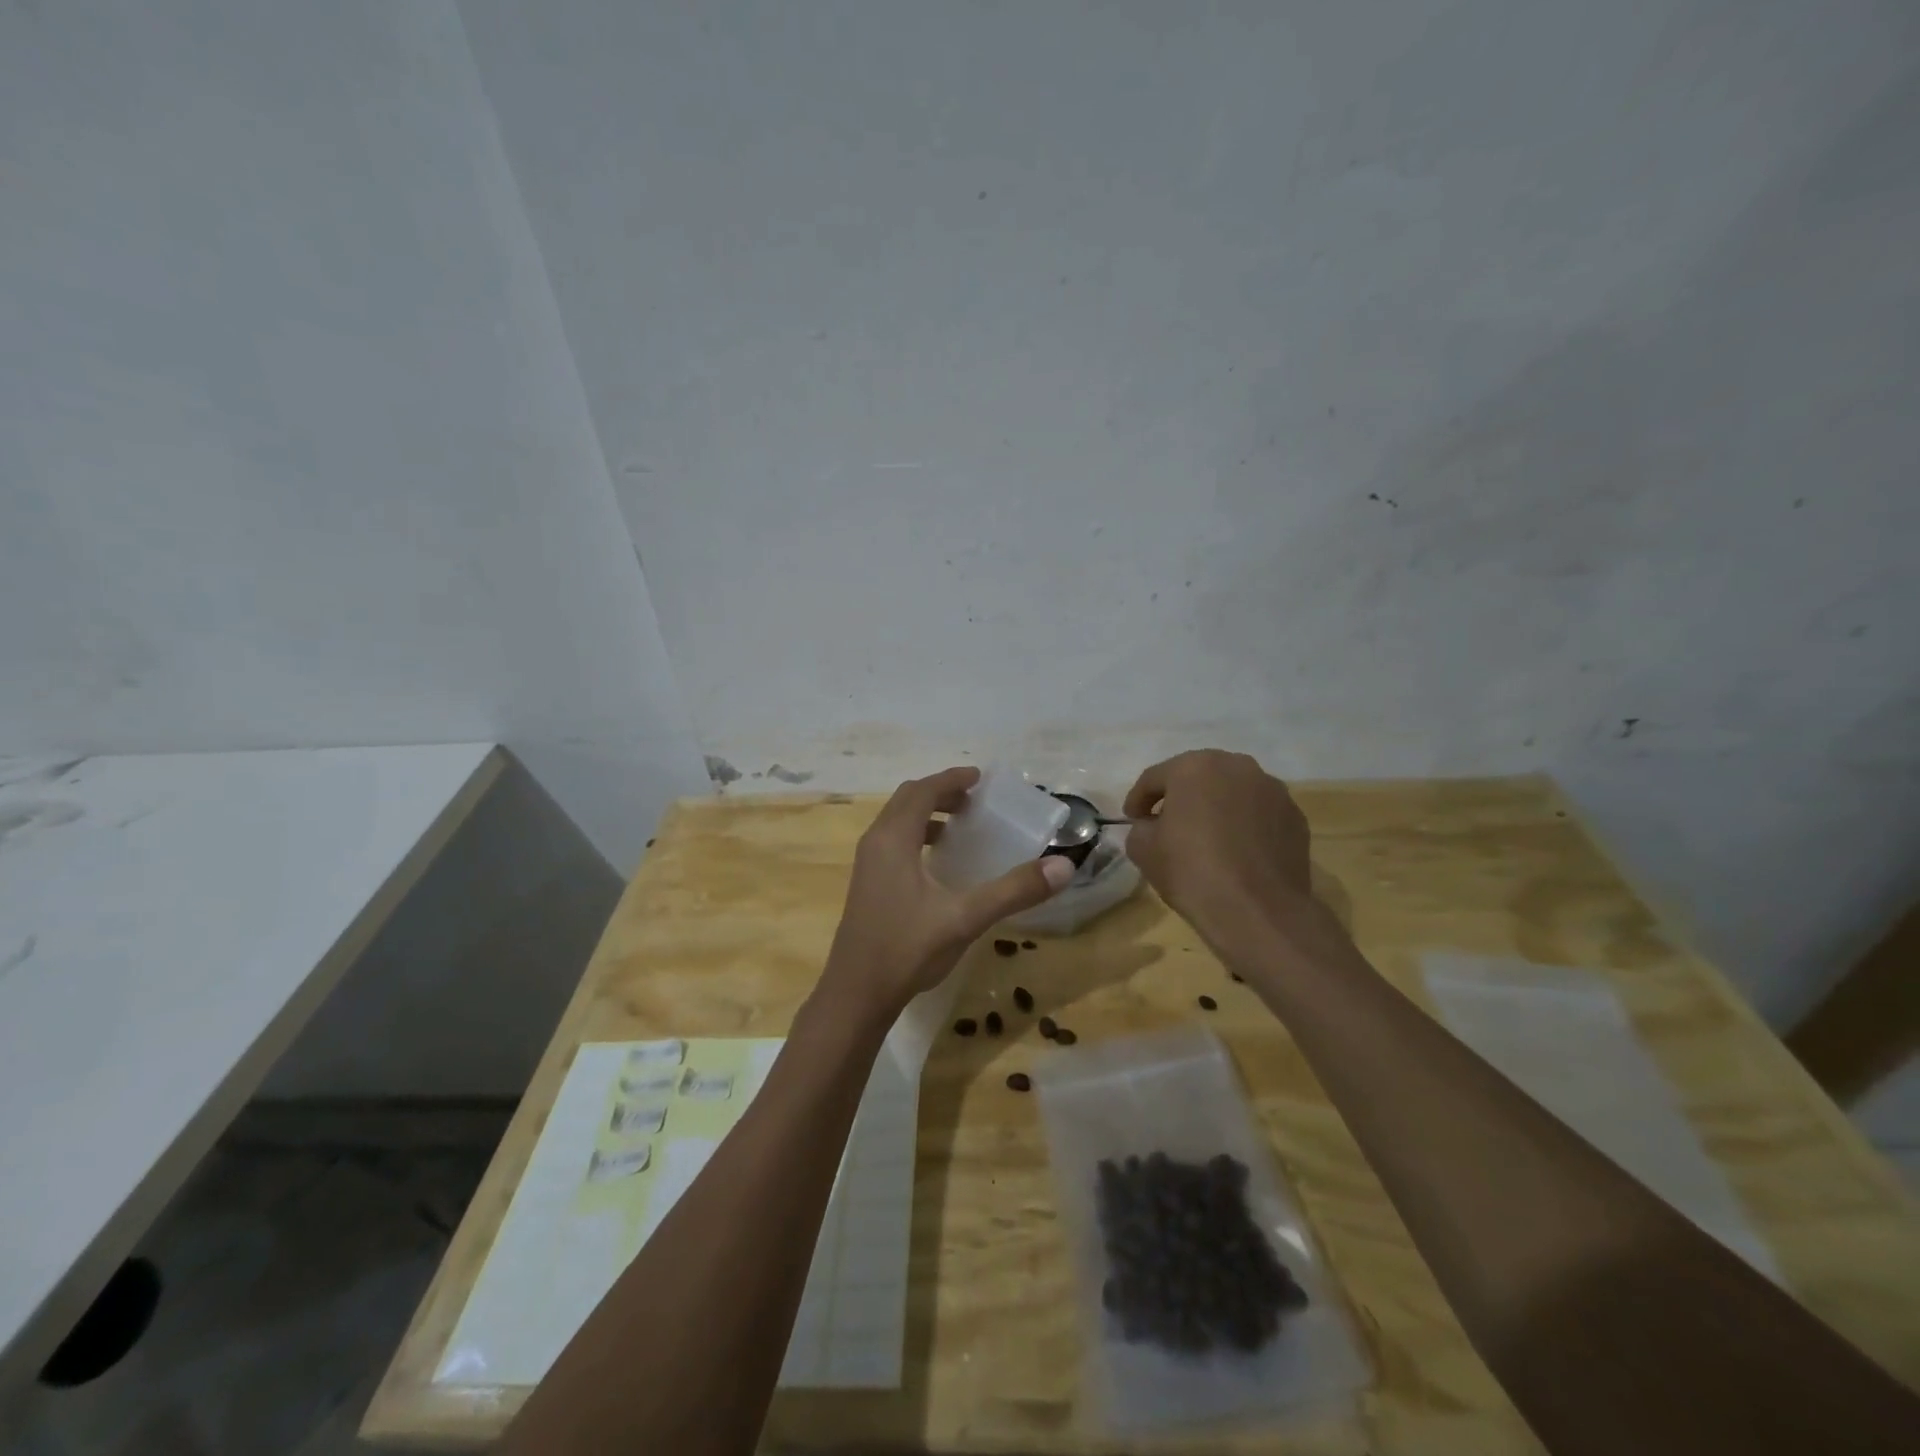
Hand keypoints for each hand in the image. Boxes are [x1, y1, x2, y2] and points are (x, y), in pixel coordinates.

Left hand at [818, 767, 1073, 1019]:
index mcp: (893, 839)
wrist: (857, 994)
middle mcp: (875, 842)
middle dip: (941, 792)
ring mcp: (867, 864)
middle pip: (908, 800)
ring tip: (962, 826)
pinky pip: (893, 842)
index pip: (923, 791)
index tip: (980, 778)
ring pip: (897, 821)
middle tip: (975, 800)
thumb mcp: (965, 918)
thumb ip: (1013, 890)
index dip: (952, 779)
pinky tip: (939, 864)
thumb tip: (1062, 865)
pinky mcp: (867, 884)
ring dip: (928, 813)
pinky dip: (917, 835)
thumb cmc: (908, 949)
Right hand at [1122, 750, 1315, 939]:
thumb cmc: (1192, 871)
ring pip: (1232, 793)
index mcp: (1194, 766)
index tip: (1132, 819)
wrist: (1258, 911)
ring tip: (1206, 838)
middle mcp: (1237, 766)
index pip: (1155, 778)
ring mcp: (1272, 790)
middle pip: (1198, 778)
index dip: (1138, 799)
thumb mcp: (1143, 849)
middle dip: (1181, 798)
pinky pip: (1258, 814)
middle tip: (1167, 824)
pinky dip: (1244, 825)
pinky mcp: (1295, 817)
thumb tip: (1152, 826)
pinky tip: (1237, 853)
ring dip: (1216, 808)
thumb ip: (1141, 828)